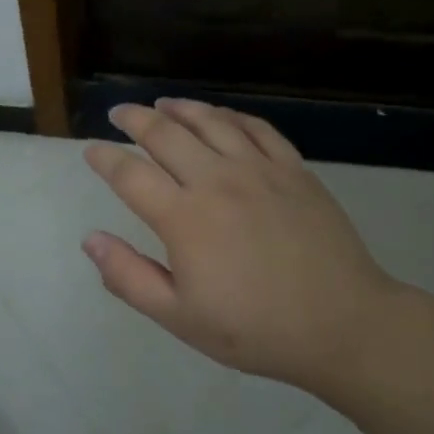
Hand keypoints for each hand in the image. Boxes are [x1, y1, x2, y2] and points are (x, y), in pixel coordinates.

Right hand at [81, 99, 408, 387]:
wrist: (344, 325)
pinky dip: (230, 115)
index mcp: (184, 218)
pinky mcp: (294, 169)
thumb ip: (129, 277)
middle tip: (118, 112)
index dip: (104, 158)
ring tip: (162, 104)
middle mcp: (216, 181)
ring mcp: (259, 170)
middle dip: (134, 118)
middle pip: (165, 134)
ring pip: (210, 121)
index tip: (90, 150)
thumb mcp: (180, 318)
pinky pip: (256, 128)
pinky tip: (219, 116)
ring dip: (180, 108)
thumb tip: (90, 238)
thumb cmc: (255, 329)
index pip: (130, 174)